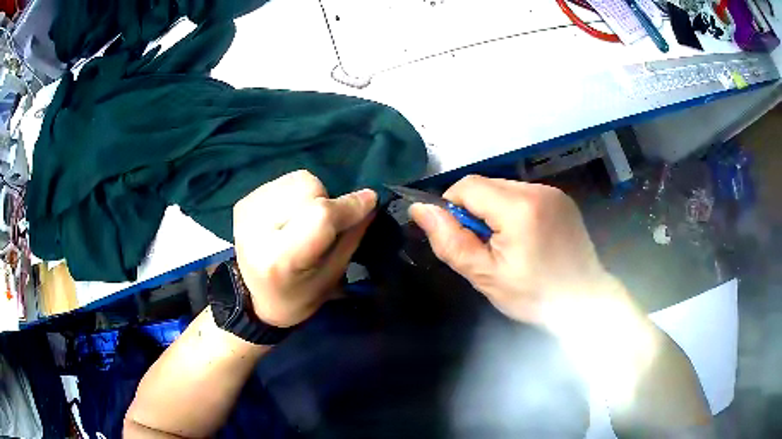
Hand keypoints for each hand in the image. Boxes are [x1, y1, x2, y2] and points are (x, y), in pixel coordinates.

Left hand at [233, 170, 376, 327]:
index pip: (320, 217)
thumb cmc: (296, 296)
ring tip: (301, 222)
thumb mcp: (330, 278)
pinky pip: (284, 181)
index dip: (348, 205)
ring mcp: (248, 211)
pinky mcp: (244, 201)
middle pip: (309, 189)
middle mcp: (258, 229)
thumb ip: (350, 238)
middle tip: (322, 227)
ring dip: (311, 196)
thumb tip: (369, 202)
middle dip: (327, 202)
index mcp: (280, 258)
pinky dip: (295, 195)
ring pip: (298, 180)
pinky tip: (287, 217)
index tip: (370, 200)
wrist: (251, 298)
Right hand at [409, 175, 614, 327]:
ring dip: (494, 211)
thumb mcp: (486, 276)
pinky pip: (524, 195)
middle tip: (486, 248)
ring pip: (503, 189)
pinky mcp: (561, 199)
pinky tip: (526, 238)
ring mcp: (553, 192)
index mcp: (519, 207)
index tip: (463, 239)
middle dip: (475, 212)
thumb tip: (419, 209)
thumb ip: (450, 241)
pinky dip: (514, 211)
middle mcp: (537, 189)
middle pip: (486, 185)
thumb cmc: (535, 295)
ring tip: (508, 246)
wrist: (584, 301)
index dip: (453, 209)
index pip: (466, 186)